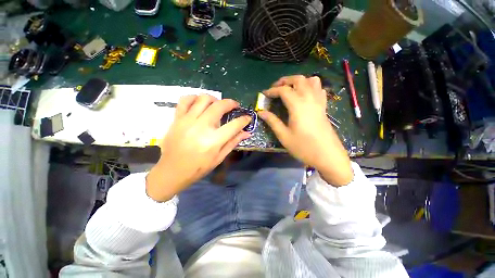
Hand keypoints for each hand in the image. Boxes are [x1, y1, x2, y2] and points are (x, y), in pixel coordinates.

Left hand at [146, 94, 251, 200]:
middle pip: (219, 106)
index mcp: (213, 140)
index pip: (234, 125)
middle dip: (231, 103)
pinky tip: (200, 103)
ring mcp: (187, 121)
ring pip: (203, 99)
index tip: (247, 117)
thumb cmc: (199, 167)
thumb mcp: (219, 157)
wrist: (172, 171)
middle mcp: (201, 127)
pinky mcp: (177, 119)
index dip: (244, 120)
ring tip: (217, 104)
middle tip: (234, 106)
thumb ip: (233, 142)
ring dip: (214, 99)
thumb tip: (247, 132)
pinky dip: (194, 98)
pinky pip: (185, 100)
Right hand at [258, 75, 352, 185]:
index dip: (272, 90)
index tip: (264, 94)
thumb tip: (261, 112)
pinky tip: (304, 94)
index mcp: (298, 106)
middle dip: (285, 80)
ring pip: (311, 80)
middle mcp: (309, 99)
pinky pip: (319, 89)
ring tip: (290, 88)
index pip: (283, 90)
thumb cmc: (303, 147)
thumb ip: (272, 121)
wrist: (327, 155)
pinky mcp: (324, 107)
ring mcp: (319, 102)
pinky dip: (310, 86)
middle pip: (298, 80)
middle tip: (275, 88)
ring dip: (299, 81)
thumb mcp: (284, 136)